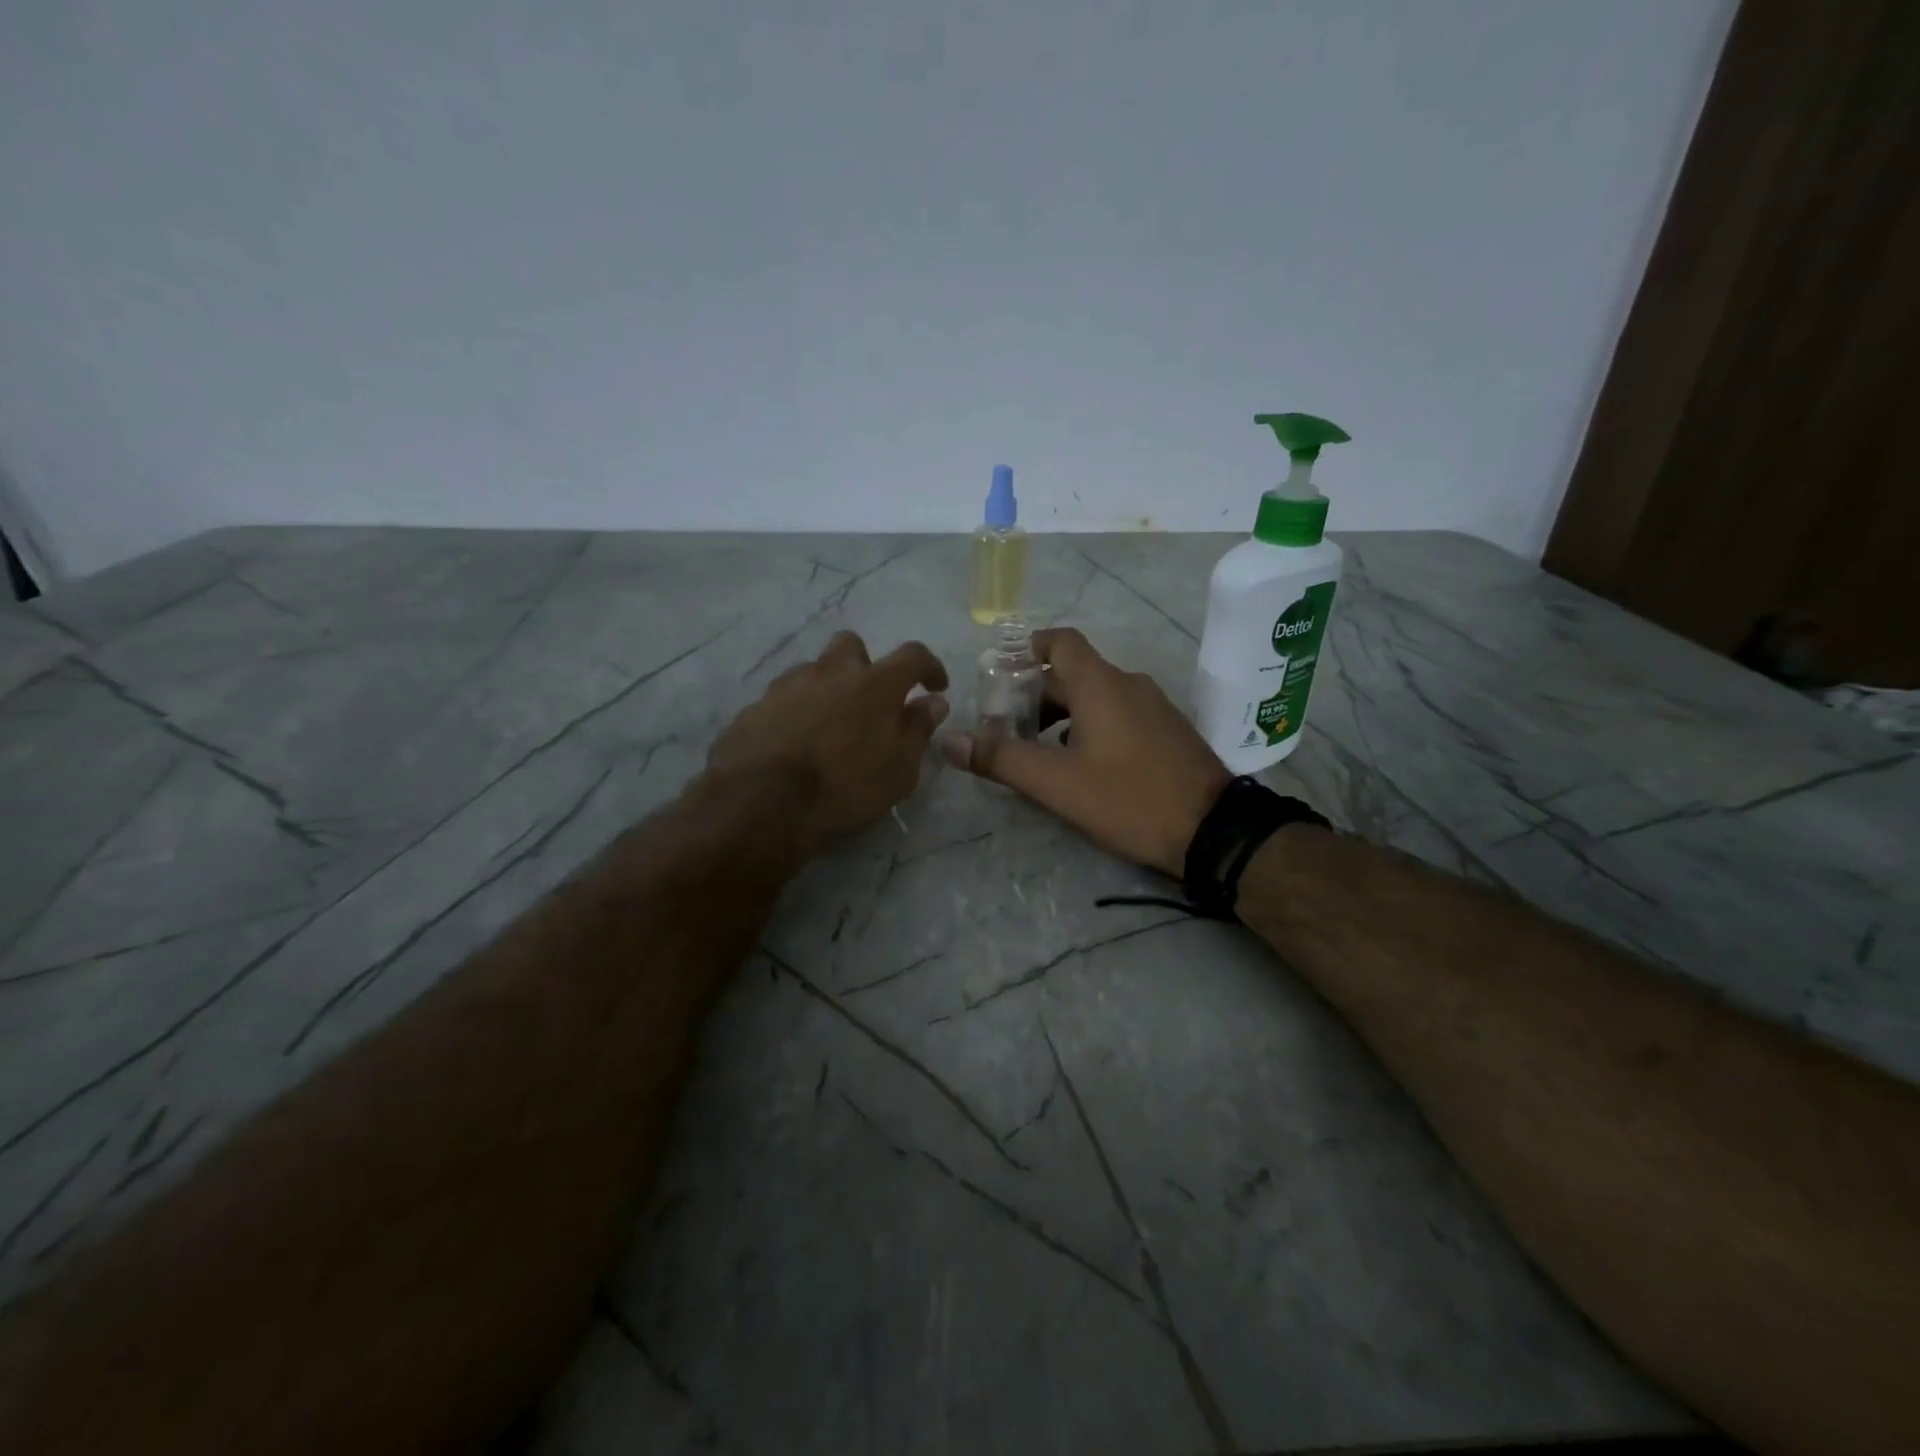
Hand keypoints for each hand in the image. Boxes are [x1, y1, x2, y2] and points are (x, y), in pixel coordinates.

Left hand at [708, 630, 949, 850]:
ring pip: (814, 670)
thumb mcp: (899, 770)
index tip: (936, 686)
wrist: (761, 802)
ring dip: (827, 688)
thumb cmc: (844, 787)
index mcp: (875, 684)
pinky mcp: (756, 705)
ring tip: (828, 726)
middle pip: (852, 646)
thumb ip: (918, 730)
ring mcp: (788, 685)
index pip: (913, 656)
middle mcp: (831, 672)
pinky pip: (783, 698)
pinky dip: (796, 711)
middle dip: (864, 665)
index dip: (929, 667)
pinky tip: (794, 742)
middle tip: (868, 701)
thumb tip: (934, 702)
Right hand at [942, 628, 1228, 875]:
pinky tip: (1081, 763)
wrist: (1213, 829)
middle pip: (1072, 673)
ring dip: (1062, 713)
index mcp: (1100, 684)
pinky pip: (1119, 713)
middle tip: (1006, 726)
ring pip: (1096, 696)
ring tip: (1037, 749)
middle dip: (1035, 694)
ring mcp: (1153, 706)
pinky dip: (1091, 725)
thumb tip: (950, 740)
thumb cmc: (1129, 798)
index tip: (1000, 675)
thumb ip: (1001, 759)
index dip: (1026, 650)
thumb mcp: (1057, 783)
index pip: (1059, 642)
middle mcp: (1128, 684)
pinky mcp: (1167, 730)